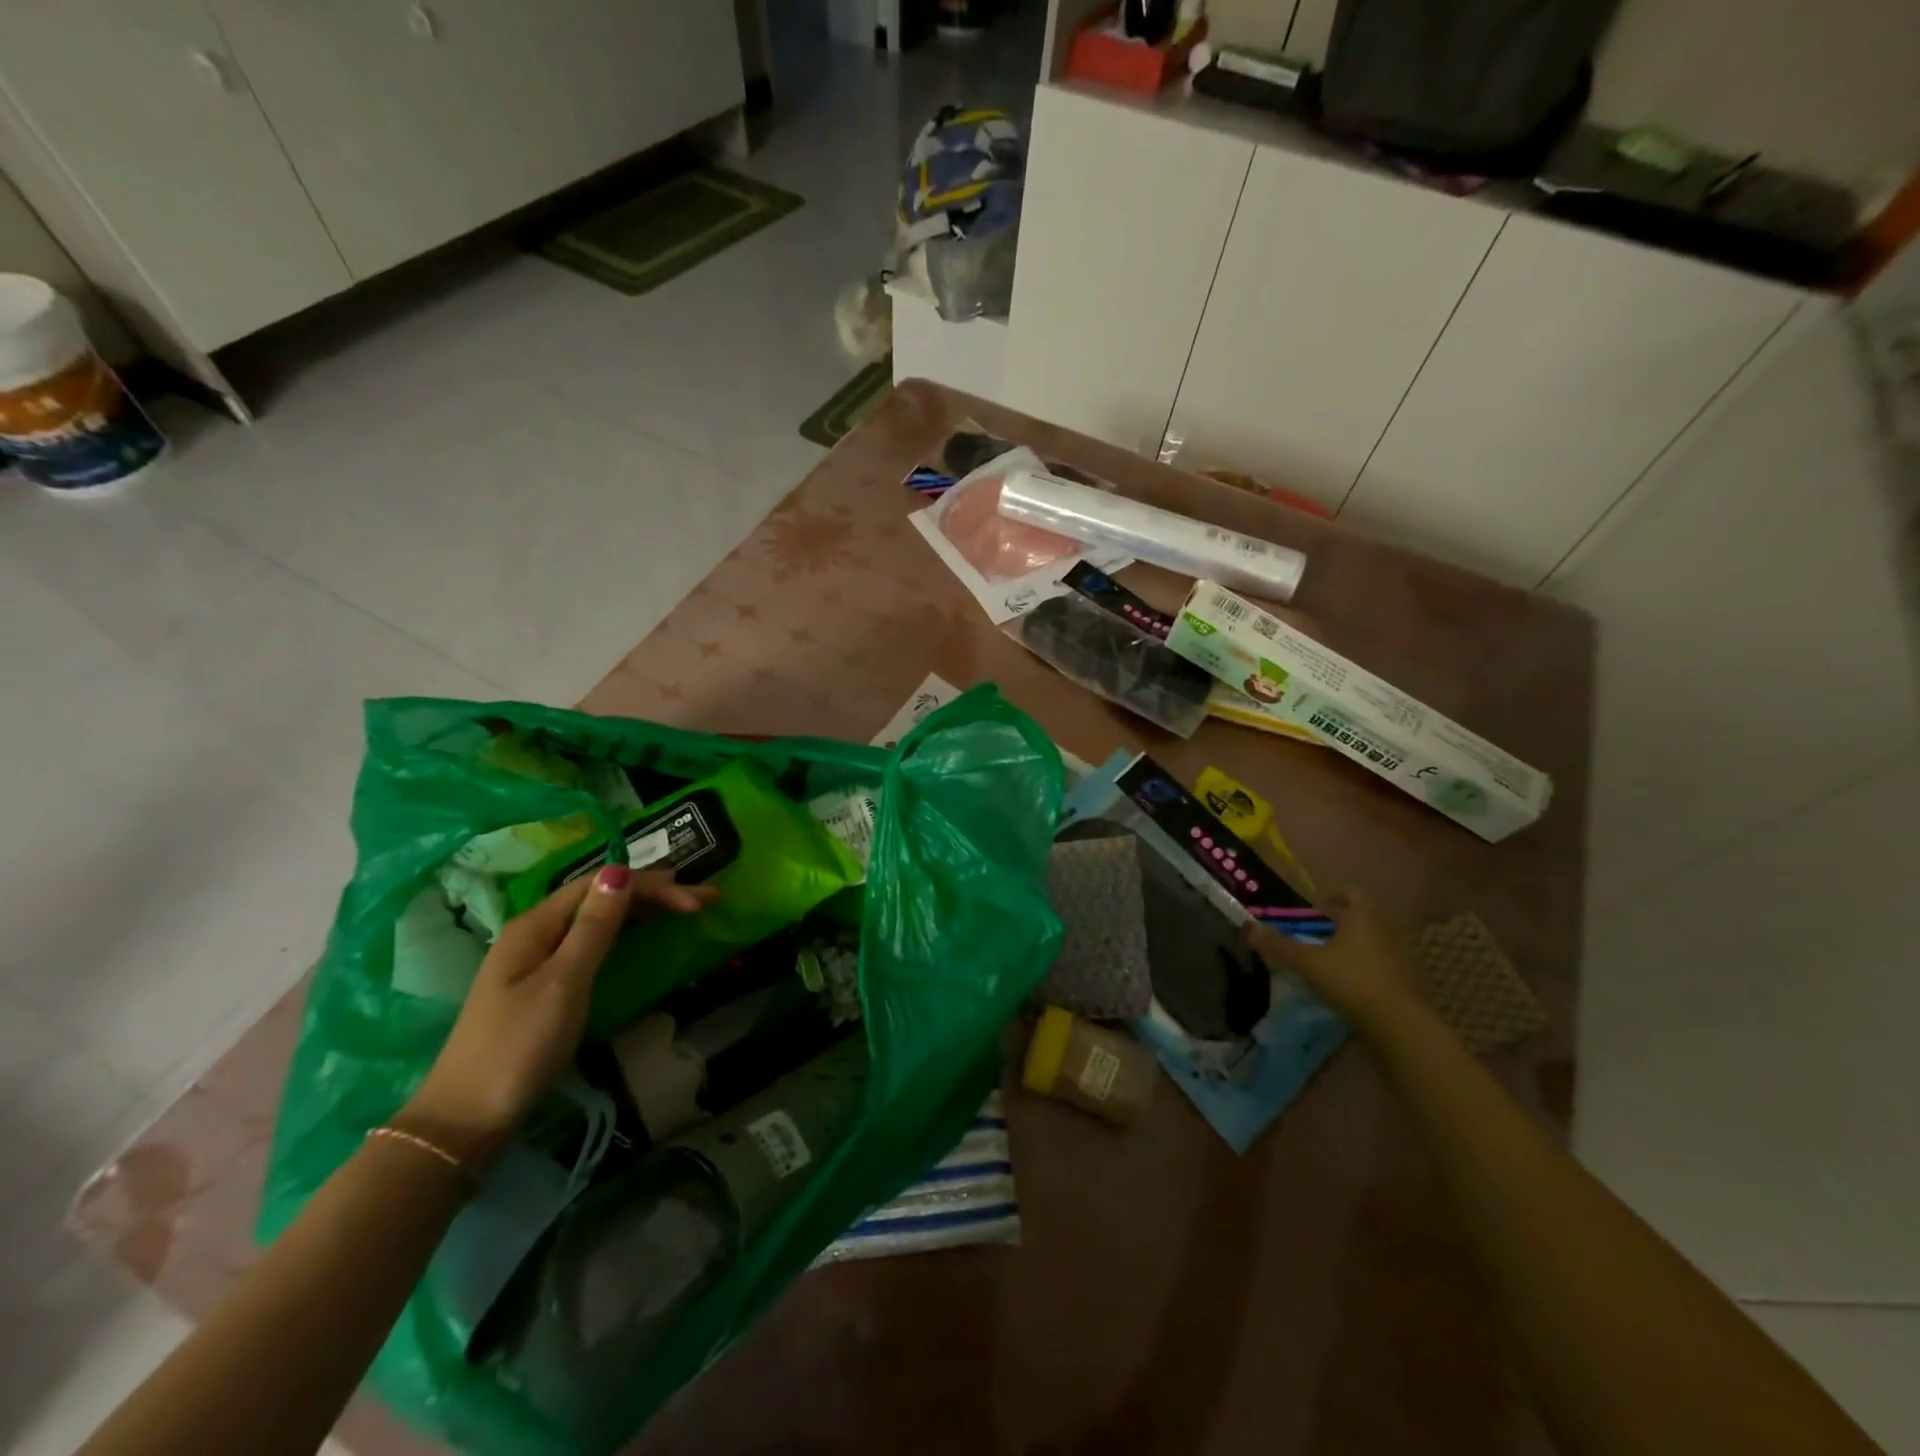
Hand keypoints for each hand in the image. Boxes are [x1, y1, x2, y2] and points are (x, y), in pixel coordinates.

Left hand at [400, 866, 717, 1168]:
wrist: (466, 1121)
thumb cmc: (518, 1048)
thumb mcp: (563, 983)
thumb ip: (594, 927)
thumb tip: (620, 871)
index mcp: (535, 924)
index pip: (602, 883)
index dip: (652, 886)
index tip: (697, 904)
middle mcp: (536, 932)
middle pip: (600, 896)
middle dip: (655, 893)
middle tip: (705, 900)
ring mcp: (538, 959)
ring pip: (598, 918)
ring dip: (643, 910)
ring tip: (684, 910)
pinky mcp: (544, 984)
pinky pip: (592, 942)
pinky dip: (625, 933)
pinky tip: (642, 936)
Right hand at [1244, 891, 1420, 1022]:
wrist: (1398, 1025)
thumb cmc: (1351, 980)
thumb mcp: (1307, 962)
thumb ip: (1279, 945)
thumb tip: (1248, 927)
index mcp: (1362, 919)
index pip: (1353, 893)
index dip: (1335, 894)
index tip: (1318, 904)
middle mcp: (1383, 933)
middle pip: (1363, 918)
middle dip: (1341, 922)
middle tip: (1316, 932)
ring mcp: (1397, 960)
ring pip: (1371, 943)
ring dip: (1352, 947)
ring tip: (1327, 959)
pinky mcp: (1403, 986)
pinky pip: (1378, 967)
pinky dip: (1362, 970)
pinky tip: (1345, 985)